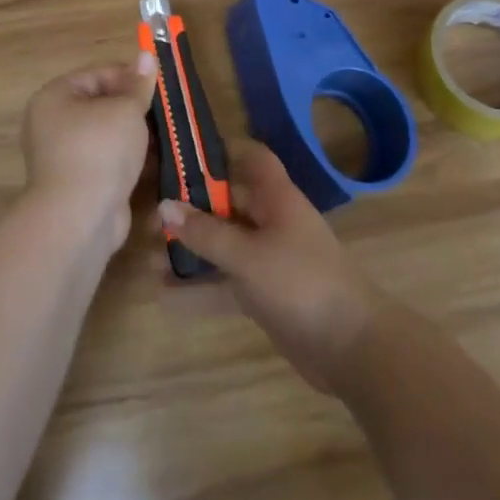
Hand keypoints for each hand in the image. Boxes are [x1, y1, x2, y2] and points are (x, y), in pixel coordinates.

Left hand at [22, 55, 156, 249]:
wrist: (80, 218)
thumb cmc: (100, 150)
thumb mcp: (126, 109)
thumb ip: (138, 84)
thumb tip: (146, 55)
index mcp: (55, 97)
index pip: (98, 74)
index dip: (130, 76)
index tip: (160, 84)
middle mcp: (52, 123)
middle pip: (101, 104)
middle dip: (133, 107)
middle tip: (165, 110)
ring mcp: (63, 156)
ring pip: (106, 135)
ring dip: (133, 135)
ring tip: (165, 134)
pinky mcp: (78, 183)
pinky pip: (106, 161)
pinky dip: (127, 159)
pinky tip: (154, 160)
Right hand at [158, 141, 382, 393]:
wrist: (351, 346)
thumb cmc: (300, 282)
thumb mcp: (247, 256)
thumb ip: (206, 233)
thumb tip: (164, 205)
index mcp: (276, 198)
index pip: (252, 159)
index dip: (223, 152)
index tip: (184, 156)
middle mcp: (272, 221)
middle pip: (228, 204)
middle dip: (192, 210)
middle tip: (152, 220)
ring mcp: (269, 259)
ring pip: (223, 246)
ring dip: (191, 251)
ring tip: (148, 257)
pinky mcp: (265, 295)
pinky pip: (225, 283)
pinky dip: (199, 289)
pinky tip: (164, 298)